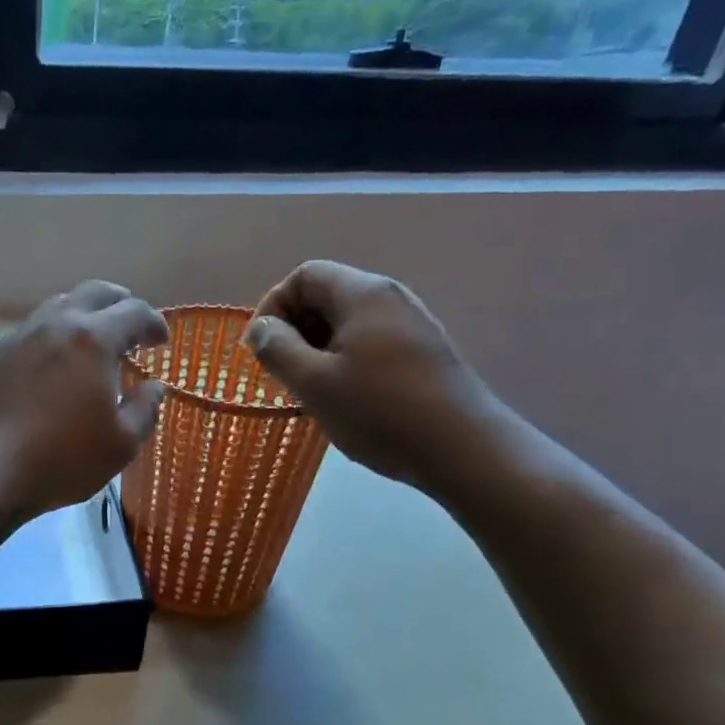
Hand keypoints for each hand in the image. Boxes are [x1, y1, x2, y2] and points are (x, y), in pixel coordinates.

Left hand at [0, 281, 168, 517]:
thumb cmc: (61, 459)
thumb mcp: (120, 445)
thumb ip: (144, 409)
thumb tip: (154, 387)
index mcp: (93, 340)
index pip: (134, 312)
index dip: (154, 323)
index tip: (161, 341)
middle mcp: (55, 326)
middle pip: (93, 293)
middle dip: (119, 302)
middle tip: (130, 323)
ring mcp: (18, 338)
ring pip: (56, 306)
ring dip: (81, 314)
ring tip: (90, 340)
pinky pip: (29, 333)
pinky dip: (50, 337)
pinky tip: (50, 364)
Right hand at [243, 261, 509, 491]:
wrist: (463, 449)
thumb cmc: (380, 412)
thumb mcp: (313, 382)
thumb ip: (277, 348)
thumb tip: (261, 327)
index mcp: (363, 294)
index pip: (304, 276)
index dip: (273, 306)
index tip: (260, 349)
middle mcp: (390, 298)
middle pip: (326, 295)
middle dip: (294, 330)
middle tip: (281, 374)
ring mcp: (411, 325)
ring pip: (347, 323)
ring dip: (316, 350)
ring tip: (309, 392)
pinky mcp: (423, 353)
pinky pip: (370, 343)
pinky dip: (344, 361)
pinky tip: (344, 400)